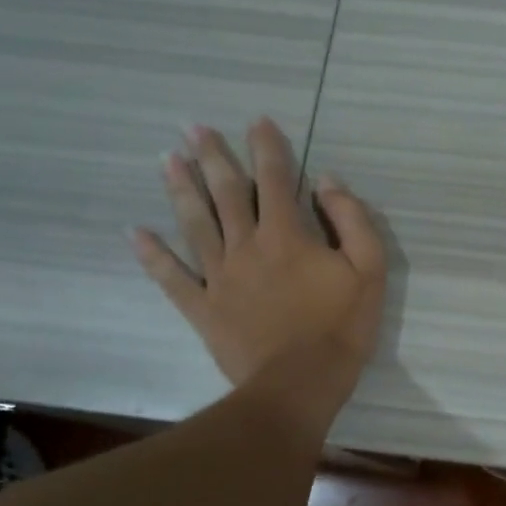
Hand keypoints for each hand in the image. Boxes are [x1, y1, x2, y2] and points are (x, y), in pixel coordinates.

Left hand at [132, 119, 385, 431]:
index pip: (276, 179)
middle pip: (226, 192)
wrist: (299, 384)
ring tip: (167, 159)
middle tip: (192, 127)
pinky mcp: (203, 307)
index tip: (257, 121)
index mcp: (287, 235)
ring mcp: (219, 276)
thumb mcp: (369, 270)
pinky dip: (153, 255)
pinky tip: (136, 233)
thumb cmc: (341, 327)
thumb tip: (328, 181)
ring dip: (180, 189)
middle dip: (211, 156)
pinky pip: (172, 278)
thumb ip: (352, 220)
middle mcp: (246, 245)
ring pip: (195, 223)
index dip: (268, 147)